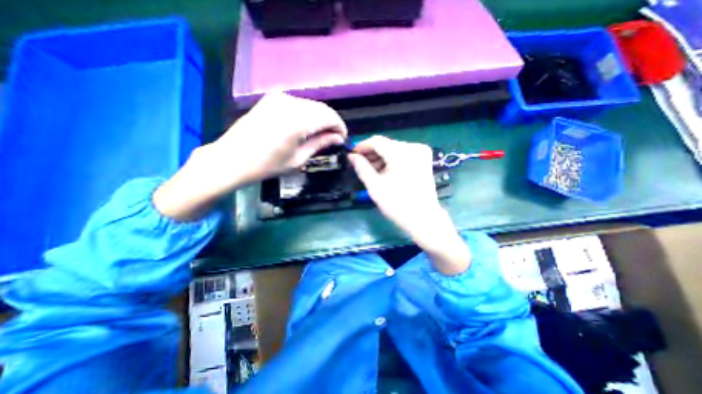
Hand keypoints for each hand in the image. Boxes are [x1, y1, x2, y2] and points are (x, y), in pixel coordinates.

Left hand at [214, 93, 344, 183]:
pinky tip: (306, 127)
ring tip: (321, 134)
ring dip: (320, 118)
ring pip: (311, 105)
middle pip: (321, 108)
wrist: (232, 159)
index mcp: (297, 120)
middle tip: (333, 138)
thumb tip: (338, 138)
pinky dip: (308, 114)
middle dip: (331, 122)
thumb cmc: (267, 165)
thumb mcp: (298, 159)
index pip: (329, 116)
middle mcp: (289, 103)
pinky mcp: (272, 99)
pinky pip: (298, 104)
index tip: (342, 138)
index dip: (340, 127)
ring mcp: (279, 98)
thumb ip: (320, 144)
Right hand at [347, 138, 467, 274]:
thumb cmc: (397, 204)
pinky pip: (402, 154)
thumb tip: (351, 156)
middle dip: (371, 154)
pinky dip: (391, 161)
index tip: (352, 155)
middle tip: (359, 165)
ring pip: (393, 149)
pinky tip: (384, 171)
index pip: (377, 141)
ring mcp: (420, 152)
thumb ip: (361, 168)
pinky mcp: (423, 159)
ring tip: (370, 171)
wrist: (423, 218)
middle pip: (386, 145)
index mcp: (401, 153)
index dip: (362, 146)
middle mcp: (413, 147)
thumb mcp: (374, 186)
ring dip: (381, 158)